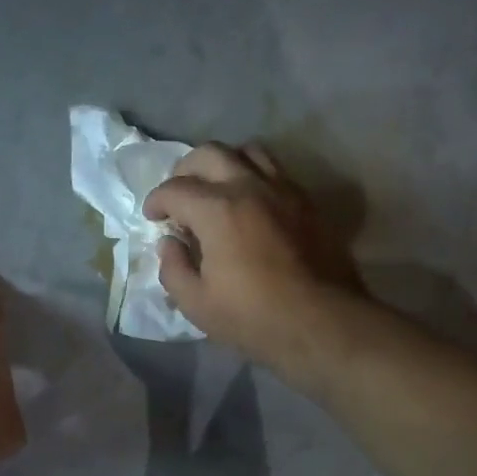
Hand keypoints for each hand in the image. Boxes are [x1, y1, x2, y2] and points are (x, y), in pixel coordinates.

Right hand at [142, 142, 369, 377]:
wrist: (323, 323)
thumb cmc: (253, 317)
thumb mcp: (197, 304)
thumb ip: (173, 268)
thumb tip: (169, 244)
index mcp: (218, 210)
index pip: (175, 189)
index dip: (156, 201)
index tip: (153, 218)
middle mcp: (250, 186)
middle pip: (209, 154)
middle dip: (185, 171)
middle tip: (179, 197)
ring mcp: (284, 190)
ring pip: (248, 151)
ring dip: (224, 164)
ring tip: (217, 190)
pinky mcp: (308, 202)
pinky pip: (276, 171)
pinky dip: (254, 176)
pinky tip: (251, 204)